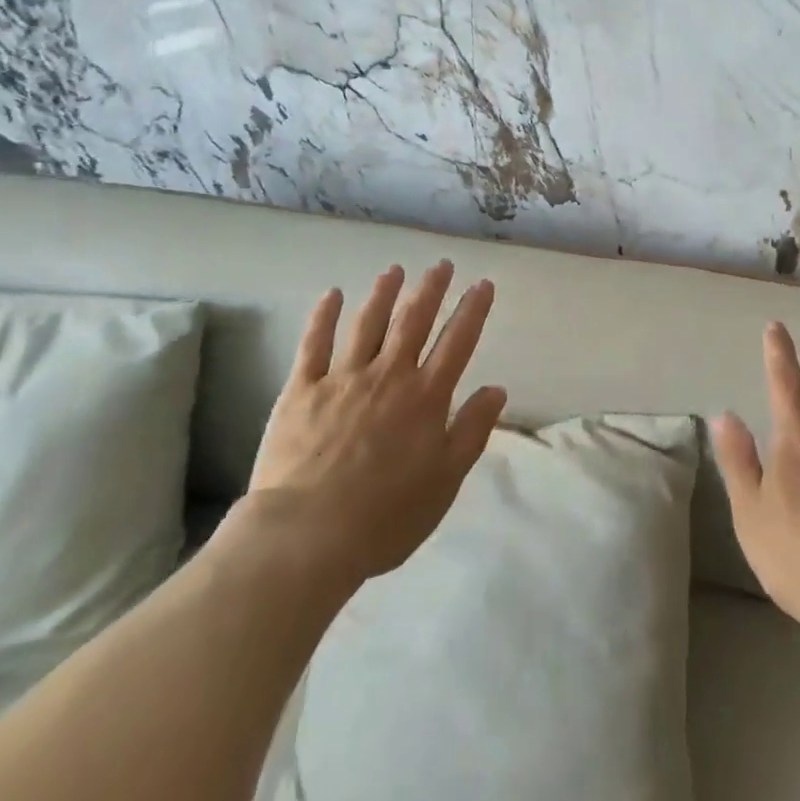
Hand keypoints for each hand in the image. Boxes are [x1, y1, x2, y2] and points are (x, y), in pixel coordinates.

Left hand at [236, 261, 506, 591]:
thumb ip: (471, 431)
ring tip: (395, 270)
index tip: (483, 284)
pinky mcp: (302, 389)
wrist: (307, 536)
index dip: (473, 310)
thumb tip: (497, 389)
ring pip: (368, 323)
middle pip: (413, 321)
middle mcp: (388, 376)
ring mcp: (343, 378)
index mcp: (425, 398)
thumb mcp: (445, 481)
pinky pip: (314, 344)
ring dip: (384, 293)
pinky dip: (324, 316)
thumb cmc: (385, 517)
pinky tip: (332, 294)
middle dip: (431, 289)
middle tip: (442, 264)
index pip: (457, 342)